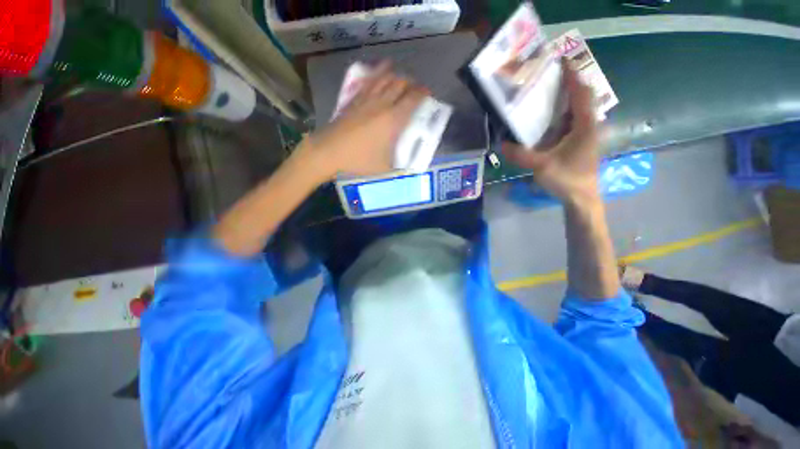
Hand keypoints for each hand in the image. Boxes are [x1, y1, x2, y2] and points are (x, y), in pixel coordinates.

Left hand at [298, 62, 428, 181]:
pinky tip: (382, 71)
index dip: (423, 93)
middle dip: (412, 83)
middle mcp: (381, 104)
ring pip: (385, 78)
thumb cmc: (358, 160)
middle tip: (416, 90)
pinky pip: (369, 80)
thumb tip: (410, 167)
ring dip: (397, 76)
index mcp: (392, 120)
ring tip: (402, 80)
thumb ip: (399, 166)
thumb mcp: (384, 168)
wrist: (329, 151)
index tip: (428, 93)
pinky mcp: (354, 98)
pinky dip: (378, 73)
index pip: (412, 99)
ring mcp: (366, 98)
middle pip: (400, 83)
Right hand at [502, 65, 600, 203]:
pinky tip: (547, 117)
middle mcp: (588, 126)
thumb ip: (521, 155)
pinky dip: (561, 114)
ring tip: (546, 92)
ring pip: (577, 109)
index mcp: (584, 126)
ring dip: (565, 98)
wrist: (581, 197)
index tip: (561, 60)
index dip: (573, 75)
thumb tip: (502, 144)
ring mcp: (584, 134)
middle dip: (568, 83)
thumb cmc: (567, 179)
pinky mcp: (578, 143)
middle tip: (549, 75)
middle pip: (581, 97)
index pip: (581, 93)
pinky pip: (571, 121)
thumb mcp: (541, 166)